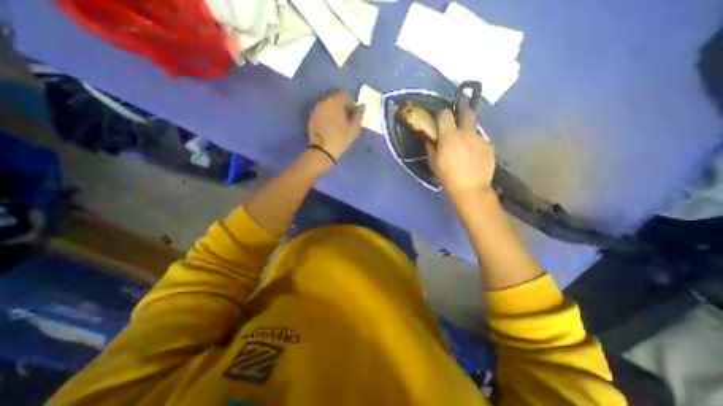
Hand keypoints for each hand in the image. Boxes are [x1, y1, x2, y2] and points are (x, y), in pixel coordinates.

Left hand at [306, 90, 363, 161]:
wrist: (322, 151)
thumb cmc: (340, 139)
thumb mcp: (354, 128)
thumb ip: (359, 115)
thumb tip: (361, 106)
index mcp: (335, 101)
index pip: (344, 94)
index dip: (351, 102)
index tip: (354, 112)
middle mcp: (324, 101)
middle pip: (335, 98)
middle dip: (342, 105)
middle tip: (348, 117)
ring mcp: (316, 109)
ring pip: (328, 104)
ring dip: (334, 110)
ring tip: (339, 122)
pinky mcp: (312, 117)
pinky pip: (322, 111)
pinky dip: (327, 114)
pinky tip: (331, 125)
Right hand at [425, 103, 496, 195]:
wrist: (470, 189)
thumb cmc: (447, 176)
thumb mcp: (433, 162)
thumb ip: (431, 146)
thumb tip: (431, 137)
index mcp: (450, 136)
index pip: (445, 114)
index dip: (442, 114)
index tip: (441, 118)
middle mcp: (467, 133)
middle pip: (467, 112)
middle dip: (462, 107)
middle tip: (460, 107)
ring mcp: (480, 139)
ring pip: (474, 128)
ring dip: (468, 131)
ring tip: (465, 145)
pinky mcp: (489, 146)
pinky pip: (480, 141)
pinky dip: (475, 144)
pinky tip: (473, 156)